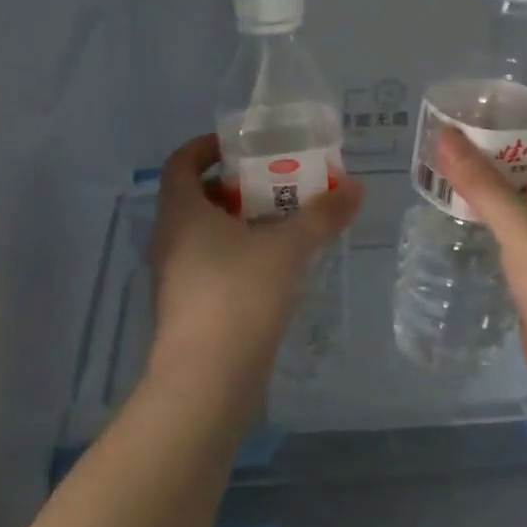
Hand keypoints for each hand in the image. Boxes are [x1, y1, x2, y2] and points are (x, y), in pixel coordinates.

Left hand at [145, 135, 362, 408]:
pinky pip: (211, 268)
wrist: (207, 380)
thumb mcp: (287, 249)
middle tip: (277, 185)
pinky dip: (238, 258)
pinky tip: (274, 270)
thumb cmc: (239, 296)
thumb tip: (356, 188)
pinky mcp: (188, 310)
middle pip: (196, 199)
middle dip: (235, 188)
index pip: (181, 162)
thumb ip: (321, 216)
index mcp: (181, 213)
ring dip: (239, 226)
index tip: (242, 146)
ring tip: (283, 225)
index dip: (207, 147)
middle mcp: (169, 240)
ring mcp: (175, 278)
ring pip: (205, 237)